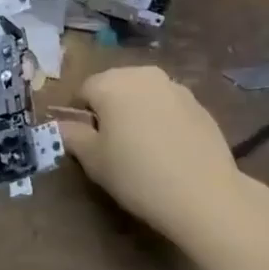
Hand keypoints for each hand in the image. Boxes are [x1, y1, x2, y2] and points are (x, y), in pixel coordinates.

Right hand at [57, 66, 256, 246]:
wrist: (205, 195)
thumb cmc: (138, 175)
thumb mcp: (94, 161)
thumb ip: (73, 136)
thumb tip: (64, 125)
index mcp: (111, 82)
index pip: (83, 91)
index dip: (79, 116)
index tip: (85, 143)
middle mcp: (142, 74)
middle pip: (114, 86)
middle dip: (108, 109)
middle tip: (111, 145)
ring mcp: (175, 87)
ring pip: (143, 95)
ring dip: (136, 112)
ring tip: (142, 148)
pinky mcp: (199, 104)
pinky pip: (168, 106)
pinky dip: (161, 120)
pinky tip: (167, 150)